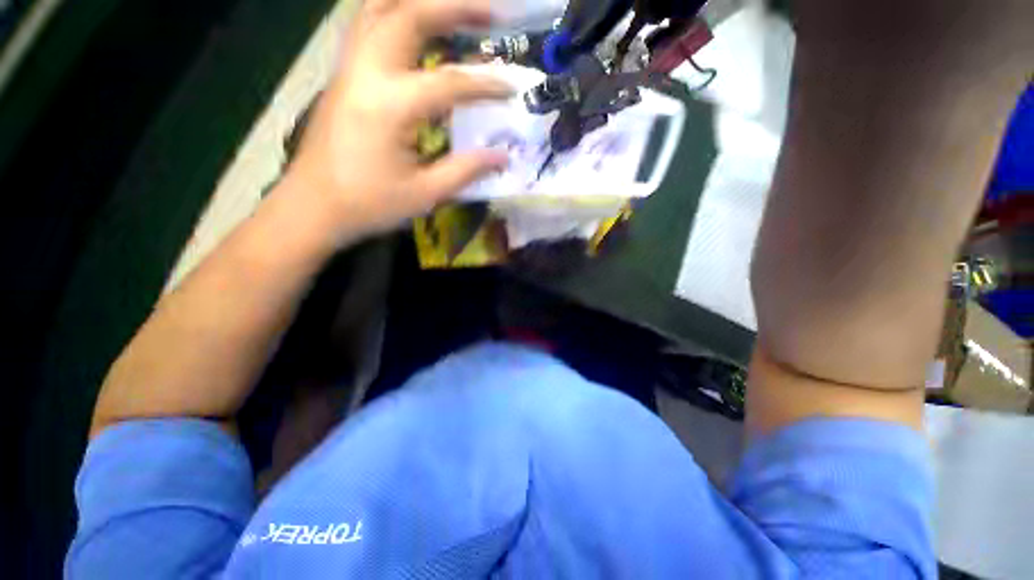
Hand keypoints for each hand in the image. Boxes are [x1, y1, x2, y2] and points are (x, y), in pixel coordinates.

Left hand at [282, 0, 511, 242]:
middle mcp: (367, 73)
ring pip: (379, 8)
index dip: (486, 85)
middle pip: (409, 15)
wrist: (312, 207)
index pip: (449, 83)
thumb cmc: (368, 204)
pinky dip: (393, 15)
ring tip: (453, 10)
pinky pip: (366, 26)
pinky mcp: (342, 76)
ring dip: (418, 1)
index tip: (512, 88)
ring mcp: (349, 69)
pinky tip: (414, 27)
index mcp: (390, 106)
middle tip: (491, 12)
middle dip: (454, 6)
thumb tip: (502, 157)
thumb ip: (465, 170)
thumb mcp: (424, 194)